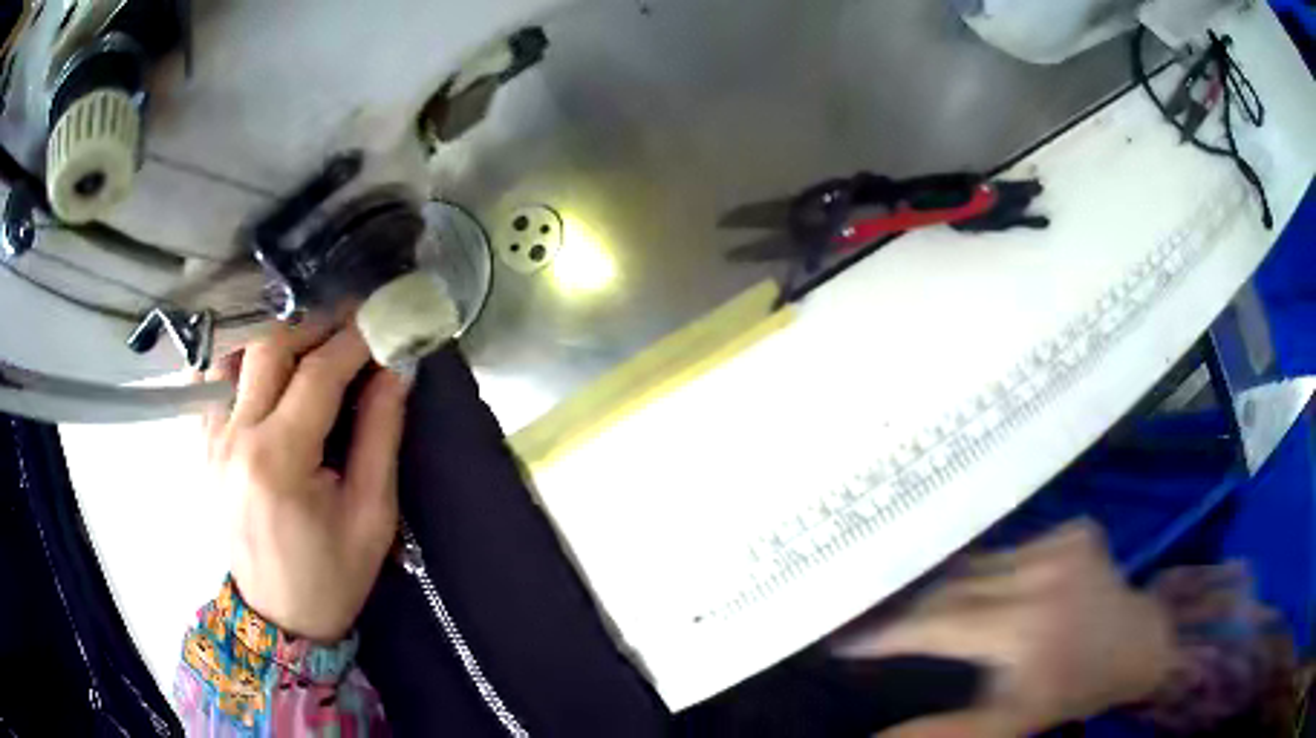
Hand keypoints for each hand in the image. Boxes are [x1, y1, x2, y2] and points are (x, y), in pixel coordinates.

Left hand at [202, 323, 409, 641]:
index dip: (355, 340)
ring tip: (310, 337)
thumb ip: (381, 434)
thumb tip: (396, 369)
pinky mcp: (204, 445)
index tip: (384, 320)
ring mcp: (212, 438)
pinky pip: (214, 379)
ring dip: (275, 334)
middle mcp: (235, 438)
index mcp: (278, 460)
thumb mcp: (371, 515)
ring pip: (235, 353)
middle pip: (269, 347)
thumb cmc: (331, 576)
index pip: (317, 374)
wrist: (278, 618)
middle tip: (352, 321)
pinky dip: (241, 356)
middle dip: (315, 324)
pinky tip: (264, 357)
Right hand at [833, 522, 1175, 736]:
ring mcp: (1063, 542)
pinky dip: (987, 569)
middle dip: (913, 607)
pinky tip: (988, 589)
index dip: (891, 633)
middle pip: (955, 586)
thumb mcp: (1008, 724)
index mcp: (1028, 628)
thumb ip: (943, 732)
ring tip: (919, 605)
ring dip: (949, 586)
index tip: (846, 640)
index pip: (939, 623)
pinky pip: (1010, 549)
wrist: (1136, 643)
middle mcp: (1043, 575)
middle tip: (876, 620)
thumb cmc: (1071, 691)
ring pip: (980, 563)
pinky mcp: (1074, 528)